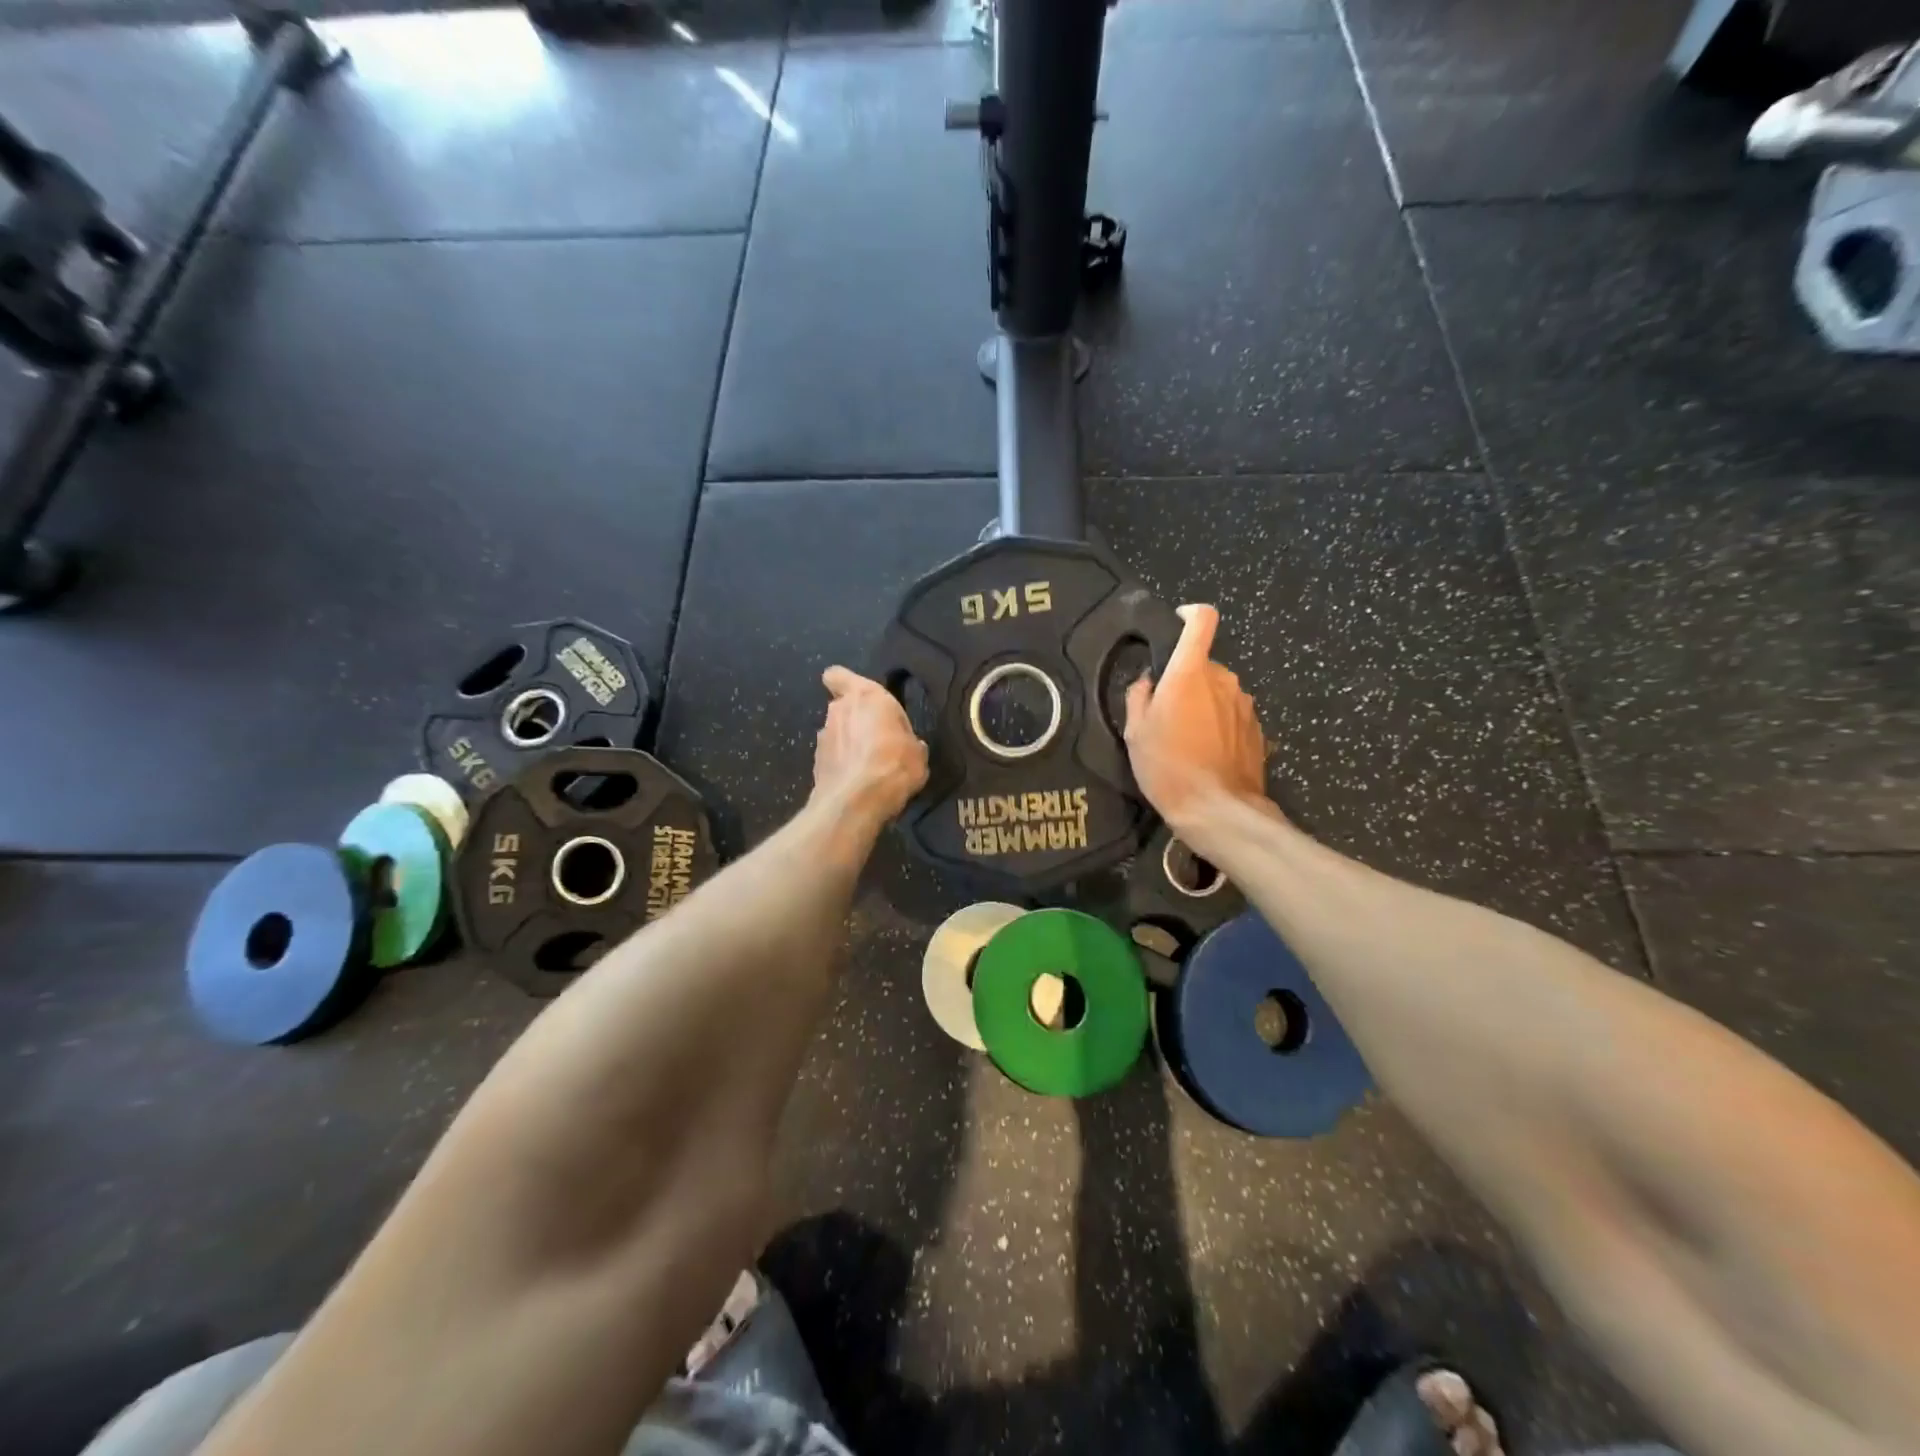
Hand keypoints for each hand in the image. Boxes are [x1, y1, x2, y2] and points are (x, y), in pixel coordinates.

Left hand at [812, 666, 929, 828]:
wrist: (857, 801)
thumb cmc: (894, 764)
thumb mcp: (917, 751)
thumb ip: (907, 739)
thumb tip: (907, 745)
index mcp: (864, 696)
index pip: (838, 675)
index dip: (845, 683)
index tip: (859, 697)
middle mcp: (838, 710)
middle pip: (842, 707)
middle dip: (856, 720)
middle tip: (878, 739)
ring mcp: (822, 737)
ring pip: (836, 733)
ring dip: (848, 744)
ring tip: (868, 766)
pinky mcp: (815, 763)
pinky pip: (832, 757)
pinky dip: (842, 765)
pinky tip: (857, 782)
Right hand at [1124, 605, 1269, 845]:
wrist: (1216, 809)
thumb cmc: (1167, 766)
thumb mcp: (1136, 732)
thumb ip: (1139, 696)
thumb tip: (1149, 681)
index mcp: (1191, 673)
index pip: (1202, 621)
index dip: (1190, 614)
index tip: (1178, 622)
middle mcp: (1224, 680)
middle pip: (1204, 665)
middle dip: (1186, 681)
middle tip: (1166, 714)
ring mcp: (1245, 705)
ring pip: (1219, 692)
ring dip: (1204, 705)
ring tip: (1187, 740)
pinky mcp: (1258, 730)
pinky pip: (1232, 716)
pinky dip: (1219, 726)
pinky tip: (1207, 754)